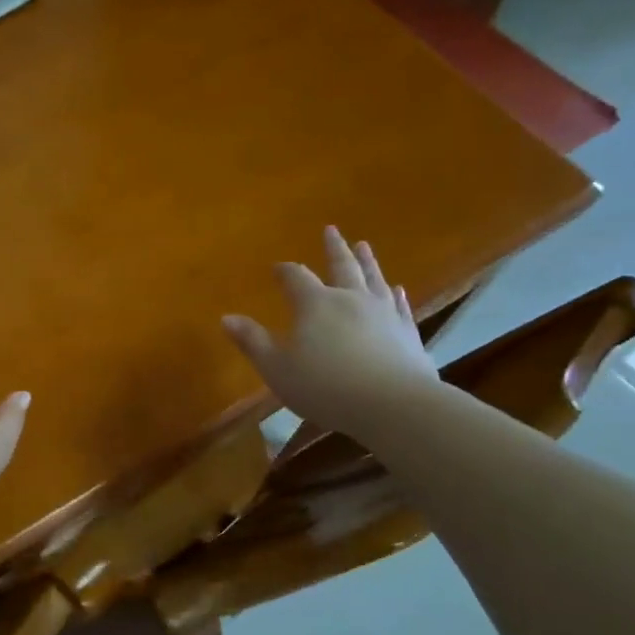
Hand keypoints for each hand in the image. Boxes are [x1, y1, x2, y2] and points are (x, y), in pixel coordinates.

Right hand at [222, 227, 437, 429]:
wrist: (392, 404)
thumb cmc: (325, 387)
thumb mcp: (277, 369)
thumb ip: (252, 341)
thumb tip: (226, 317)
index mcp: (315, 304)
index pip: (296, 277)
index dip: (285, 271)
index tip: (277, 267)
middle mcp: (350, 299)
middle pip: (341, 265)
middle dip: (333, 248)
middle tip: (331, 229)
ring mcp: (383, 313)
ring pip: (373, 278)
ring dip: (367, 261)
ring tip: (364, 246)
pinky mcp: (407, 331)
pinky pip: (400, 305)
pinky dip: (396, 294)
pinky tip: (398, 289)